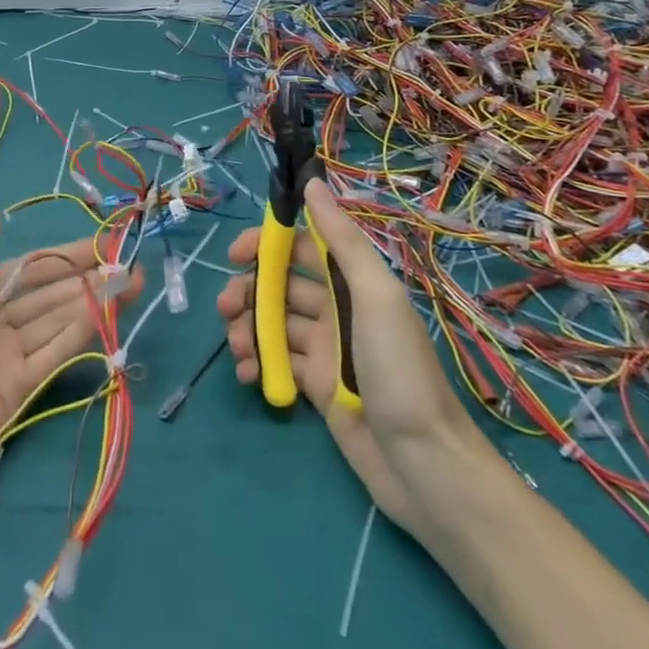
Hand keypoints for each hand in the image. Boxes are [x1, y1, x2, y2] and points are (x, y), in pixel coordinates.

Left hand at [0, 214, 140, 513]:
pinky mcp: (20, 392)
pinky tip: (109, 317)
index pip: (30, 268)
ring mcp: (9, 357)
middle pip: (51, 293)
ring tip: (133, 284)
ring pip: (60, 321)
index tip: (102, 243)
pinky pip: (56, 356)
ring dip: (96, 303)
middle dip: (89, 278)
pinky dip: (83, 336)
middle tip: (131, 264)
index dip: (65, 255)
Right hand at [216, 179, 484, 526]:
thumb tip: (312, 183)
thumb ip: (342, 240)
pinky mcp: (315, 387)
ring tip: (238, 349)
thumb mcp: (376, 296)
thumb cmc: (399, 370)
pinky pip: (276, 363)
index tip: (235, 254)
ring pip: (272, 324)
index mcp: (353, 284)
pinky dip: (257, 364)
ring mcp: (324, 350)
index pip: (301, 250)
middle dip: (248, 292)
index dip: (266, 245)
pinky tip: (247, 375)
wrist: (423, 465)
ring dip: (247, 329)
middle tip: (225, 309)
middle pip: (279, 287)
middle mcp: (336, 311)